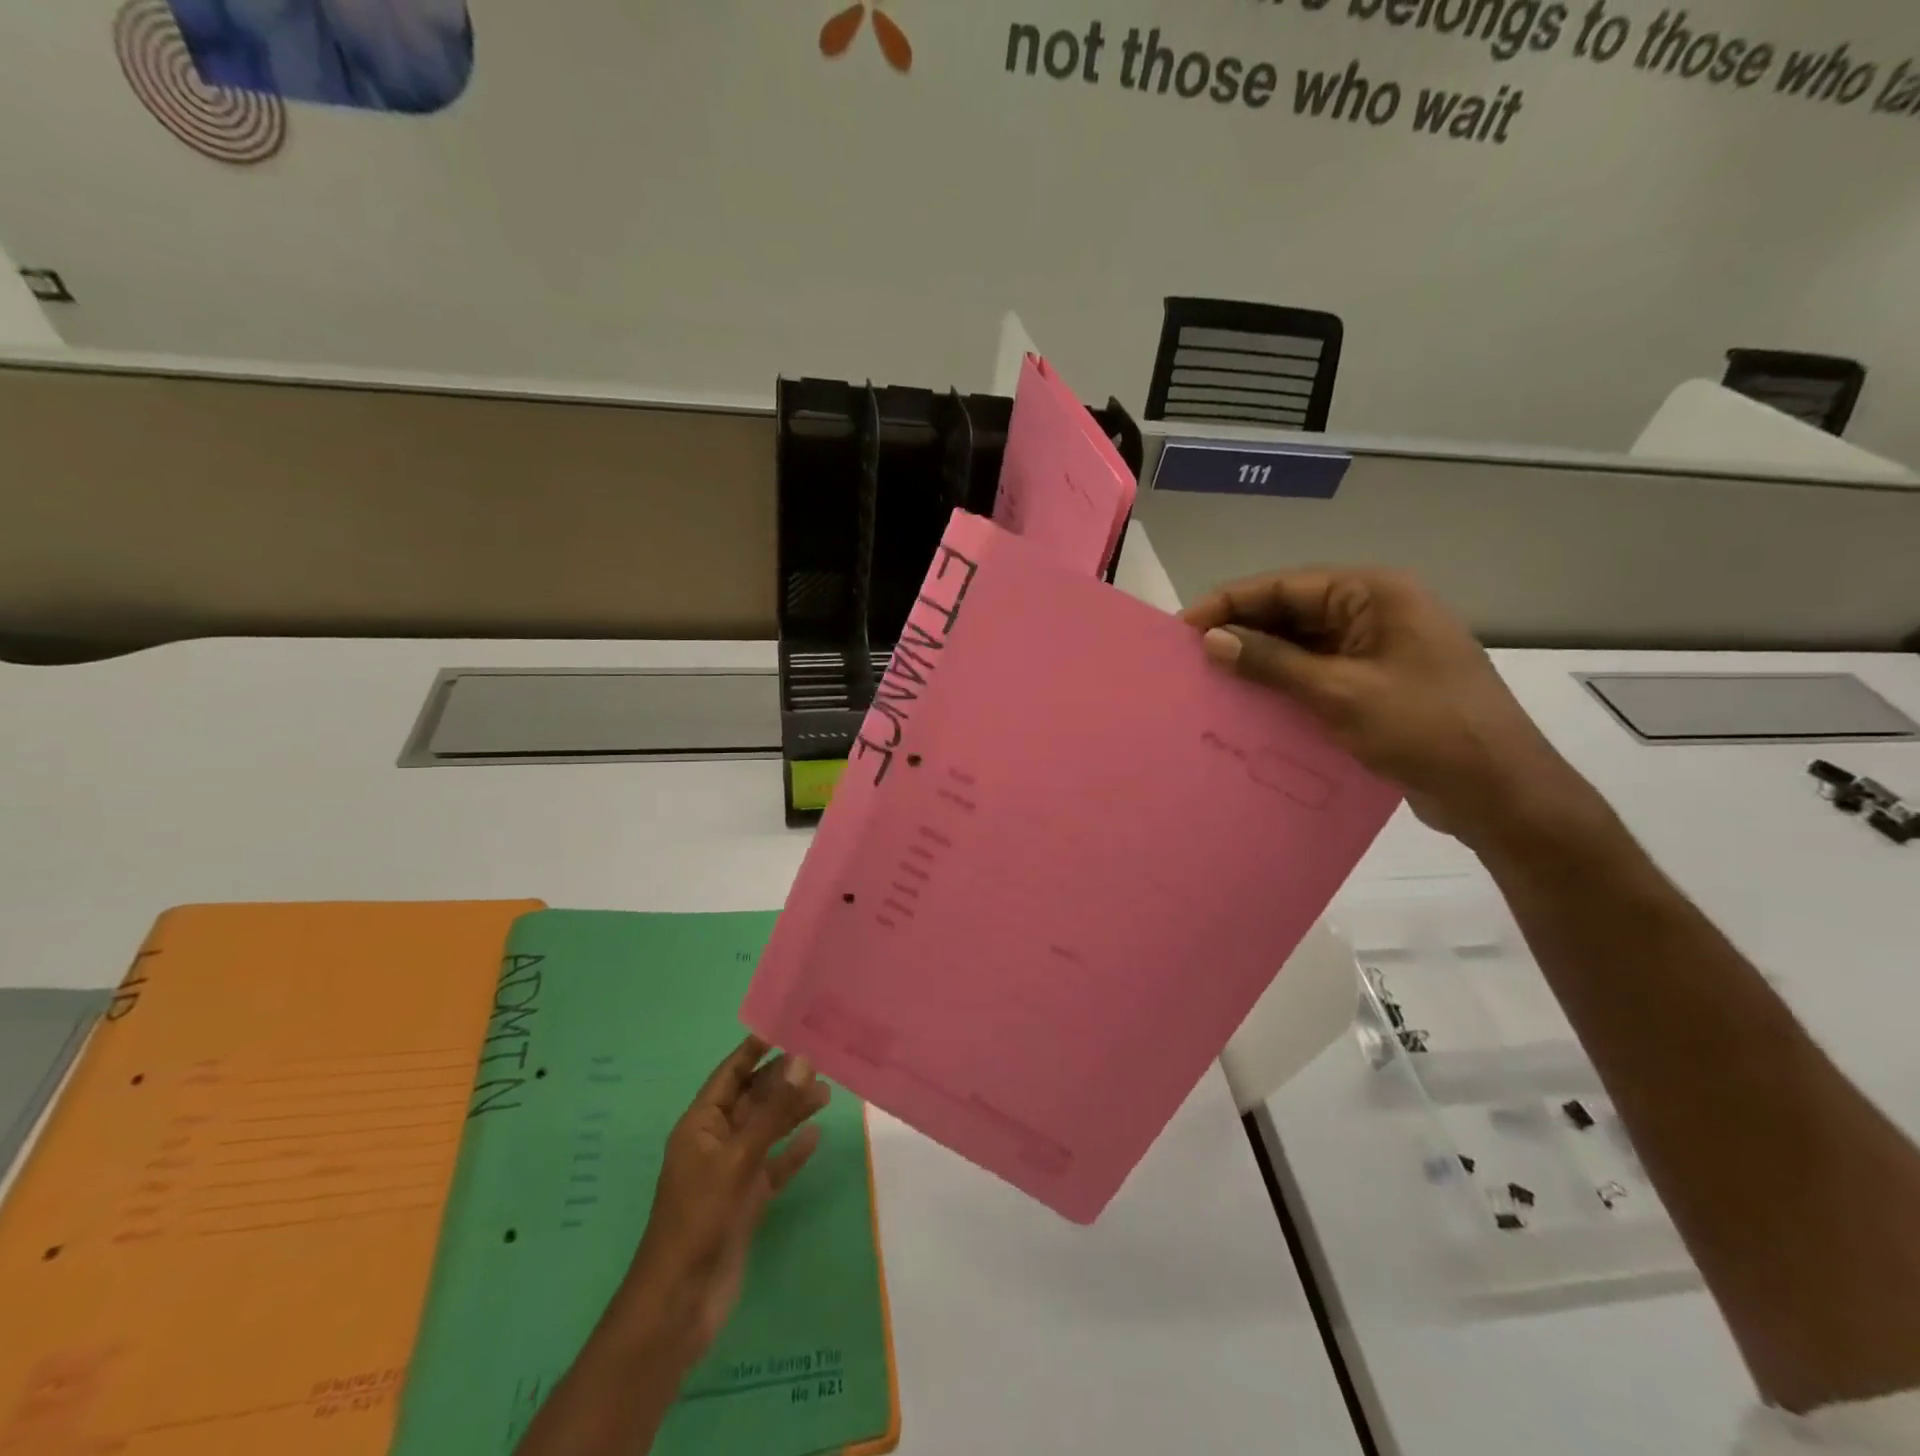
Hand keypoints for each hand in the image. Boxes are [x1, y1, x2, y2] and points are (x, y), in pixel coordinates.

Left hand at [612, 1036, 830, 1370]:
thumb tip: (802, 1060)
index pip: (730, 1074)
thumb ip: (772, 1111)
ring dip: (791, 1111)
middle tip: (821, 1058)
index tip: (789, 1025)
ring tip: (826, 1092)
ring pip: (766, 1130)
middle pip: (752, 1099)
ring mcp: (731, 1173)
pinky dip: (792, 1151)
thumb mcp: (737, 1159)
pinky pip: (773, 1166)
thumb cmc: (699, 1221)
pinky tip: (816, 1136)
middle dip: (782, 1079)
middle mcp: (715, 1142)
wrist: (680, 1306)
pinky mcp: (746, 1202)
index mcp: (700, 1125)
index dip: (755, 1049)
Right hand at [1182, 568, 1594, 846]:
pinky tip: (1250, 703)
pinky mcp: (1376, 683)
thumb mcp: (1340, 693)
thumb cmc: (1425, 728)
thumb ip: (1272, 663)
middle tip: (1190, 659)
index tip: (1182, 629)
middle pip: (1292, 611)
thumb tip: (1212, 640)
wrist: (1500, 791)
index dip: (1229, 603)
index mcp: (1375, 594)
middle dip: (1242, 632)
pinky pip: (1317, 672)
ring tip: (1211, 681)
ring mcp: (1378, 648)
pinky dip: (1284, 684)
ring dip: (1260, 660)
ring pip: (1302, 644)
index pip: (1285, 586)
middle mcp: (1376, 611)